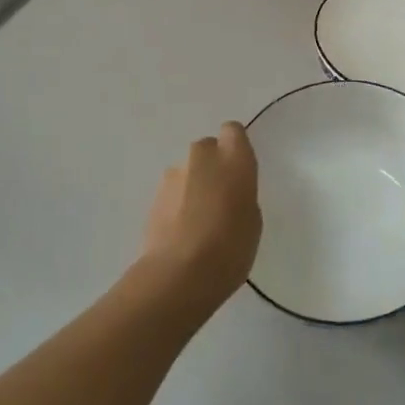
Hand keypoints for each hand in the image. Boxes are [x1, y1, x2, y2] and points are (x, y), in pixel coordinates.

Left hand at [136, 122, 262, 313]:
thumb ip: (241, 194)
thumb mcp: (252, 219)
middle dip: (211, 167)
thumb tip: (226, 193)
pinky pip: (172, 193)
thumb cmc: (231, 246)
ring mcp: (173, 175)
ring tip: (198, 222)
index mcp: (233, 157)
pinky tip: (182, 233)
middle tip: (219, 198)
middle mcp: (202, 157)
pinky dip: (177, 205)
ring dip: (192, 187)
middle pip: (207, 149)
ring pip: (187, 171)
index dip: (235, 147)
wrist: (180, 273)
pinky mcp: (152, 197)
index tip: (238, 169)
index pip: (232, 130)